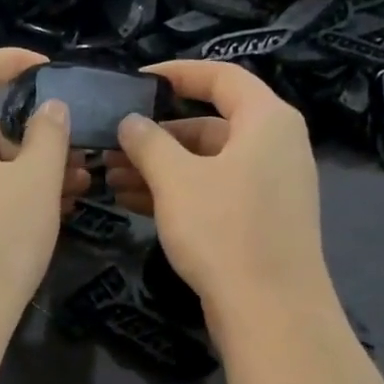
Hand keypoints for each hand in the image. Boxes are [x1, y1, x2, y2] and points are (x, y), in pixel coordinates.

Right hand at [106, 60, 334, 344]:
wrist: (270, 310)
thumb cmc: (224, 230)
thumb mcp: (176, 180)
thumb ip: (148, 142)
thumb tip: (130, 122)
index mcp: (266, 120)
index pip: (221, 77)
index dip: (177, 73)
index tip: (136, 80)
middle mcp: (274, 146)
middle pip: (208, 125)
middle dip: (155, 136)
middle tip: (111, 145)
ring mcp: (268, 187)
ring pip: (206, 165)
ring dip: (158, 169)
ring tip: (109, 178)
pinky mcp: (258, 221)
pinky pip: (213, 193)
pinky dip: (177, 194)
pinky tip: (132, 202)